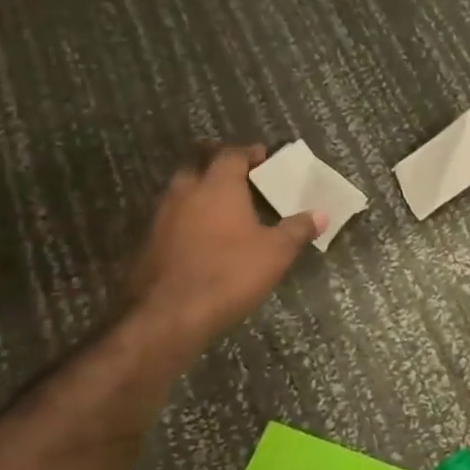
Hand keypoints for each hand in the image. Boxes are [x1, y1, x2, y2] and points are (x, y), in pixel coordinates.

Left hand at [124, 143, 322, 358]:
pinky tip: (201, 237)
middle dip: (217, 164)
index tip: (263, 157)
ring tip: (223, 206)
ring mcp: (161, 217)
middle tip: (240, 175)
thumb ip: (297, 230)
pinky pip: (171, 218)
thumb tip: (321, 214)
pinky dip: (187, 218)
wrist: (166, 316)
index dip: (248, 153)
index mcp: (217, 186)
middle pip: (198, 164)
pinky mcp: (148, 243)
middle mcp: (185, 192)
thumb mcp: (275, 253)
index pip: (231, 154)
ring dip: (200, 191)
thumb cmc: (227, 273)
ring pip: (181, 190)